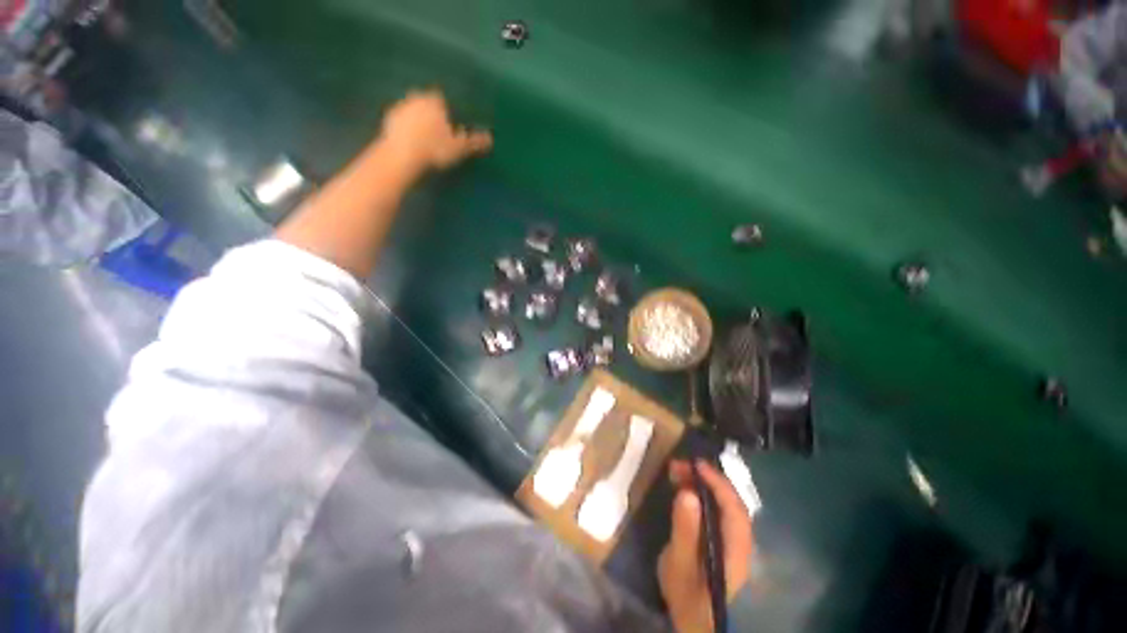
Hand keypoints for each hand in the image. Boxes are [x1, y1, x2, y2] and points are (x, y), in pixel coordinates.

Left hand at [378, 89, 492, 173]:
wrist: (403, 155)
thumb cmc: (435, 148)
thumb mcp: (459, 147)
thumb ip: (474, 141)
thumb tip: (490, 138)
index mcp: (434, 101)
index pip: (442, 99)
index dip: (446, 110)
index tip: (448, 124)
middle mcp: (416, 98)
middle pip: (425, 102)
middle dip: (431, 113)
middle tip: (437, 131)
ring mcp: (400, 107)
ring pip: (412, 110)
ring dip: (417, 120)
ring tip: (423, 139)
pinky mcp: (388, 119)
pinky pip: (400, 121)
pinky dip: (405, 128)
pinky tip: (410, 141)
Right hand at [659, 460, 754, 632]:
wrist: (693, 620)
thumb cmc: (686, 593)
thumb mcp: (679, 563)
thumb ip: (685, 529)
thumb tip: (687, 493)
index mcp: (736, 550)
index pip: (734, 509)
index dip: (717, 483)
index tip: (696, 464)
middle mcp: (741, 542)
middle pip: (731, 502)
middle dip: (707, 479)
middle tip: (679, 466)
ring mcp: (733, 541)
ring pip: (724, 504)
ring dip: (703, 484)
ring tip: (678, 472)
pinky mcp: (722, 540)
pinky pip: (716, 510)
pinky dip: (702, 494)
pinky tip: (685, 489)